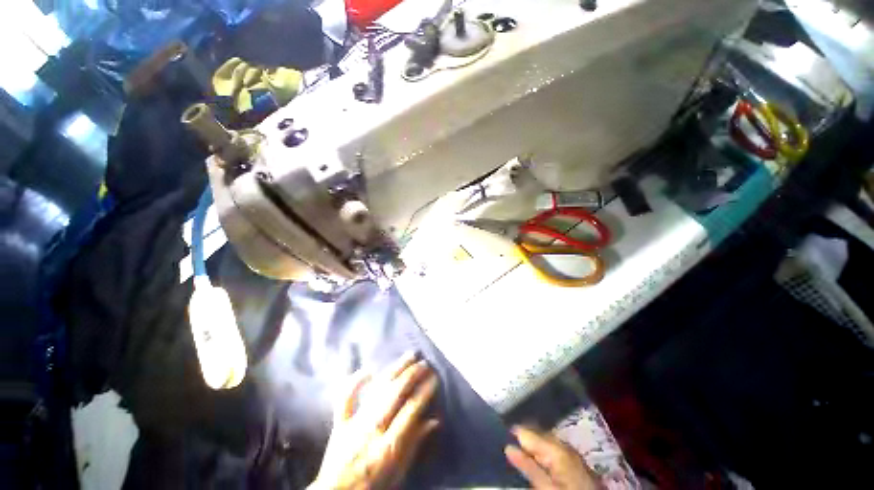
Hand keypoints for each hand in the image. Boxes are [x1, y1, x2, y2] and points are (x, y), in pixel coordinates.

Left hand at [309, 353, 439, 489]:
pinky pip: (346, 398)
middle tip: (424, 363)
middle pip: (395, 394)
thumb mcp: (400, 472)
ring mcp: (354, 423)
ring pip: (377, 389)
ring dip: (394, 370)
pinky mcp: (340, 423)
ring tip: (408, 356)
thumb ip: (416, 444)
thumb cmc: (374, 486)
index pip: (411, 410)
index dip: (424, 391)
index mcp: (388, 447)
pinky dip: (355, 381)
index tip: (434, 377)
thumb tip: (435, 419)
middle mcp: (372, 430)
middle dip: (412, 375)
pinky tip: (368, 369)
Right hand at [505, 426, 600, 488]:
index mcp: (555, 447)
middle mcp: (561, 442)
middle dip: (522, 438)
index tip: (498, 438)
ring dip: (531, 444)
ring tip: (518, 453)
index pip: (526, 431)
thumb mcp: (547, 488)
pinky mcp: (573, 458)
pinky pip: (552, 447)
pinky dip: (541, 451)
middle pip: (535, 433)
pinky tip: (536, 459)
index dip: (511, 434)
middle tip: (506, 447)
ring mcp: (569, 449)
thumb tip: (508, 447)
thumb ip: (528, 467)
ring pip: (543, 439)